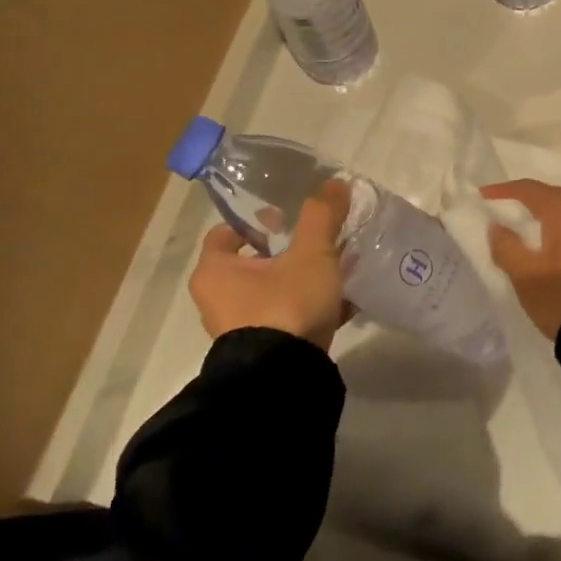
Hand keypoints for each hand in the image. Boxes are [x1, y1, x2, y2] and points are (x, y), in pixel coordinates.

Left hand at [189, 179, 350, 350]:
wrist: (285, 377)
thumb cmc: (286, 304)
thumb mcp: (310, 254)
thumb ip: (322, 216)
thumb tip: (336, 182)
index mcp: (215, 271)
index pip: (226, 234)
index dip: (255, 221)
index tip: (286, 217)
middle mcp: (219, 300)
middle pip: (253, 263)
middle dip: (287, 250)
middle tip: (319, 240)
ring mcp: (242, 328)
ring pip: (274, 291)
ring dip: (302, 279)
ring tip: (338, 268)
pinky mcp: (266, 350)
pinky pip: (289, 317)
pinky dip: (310, 307)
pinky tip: (344, 301)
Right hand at [481, 180, 560, 341]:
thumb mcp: (525, 275)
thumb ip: (505, 246)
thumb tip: (498, 227)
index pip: (527, 189)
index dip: (502, 193)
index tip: (482, 198)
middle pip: (550, 198)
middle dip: (526, 208)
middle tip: (505, 221)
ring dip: (549, 223)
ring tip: (530, 239)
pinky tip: (557, 250)